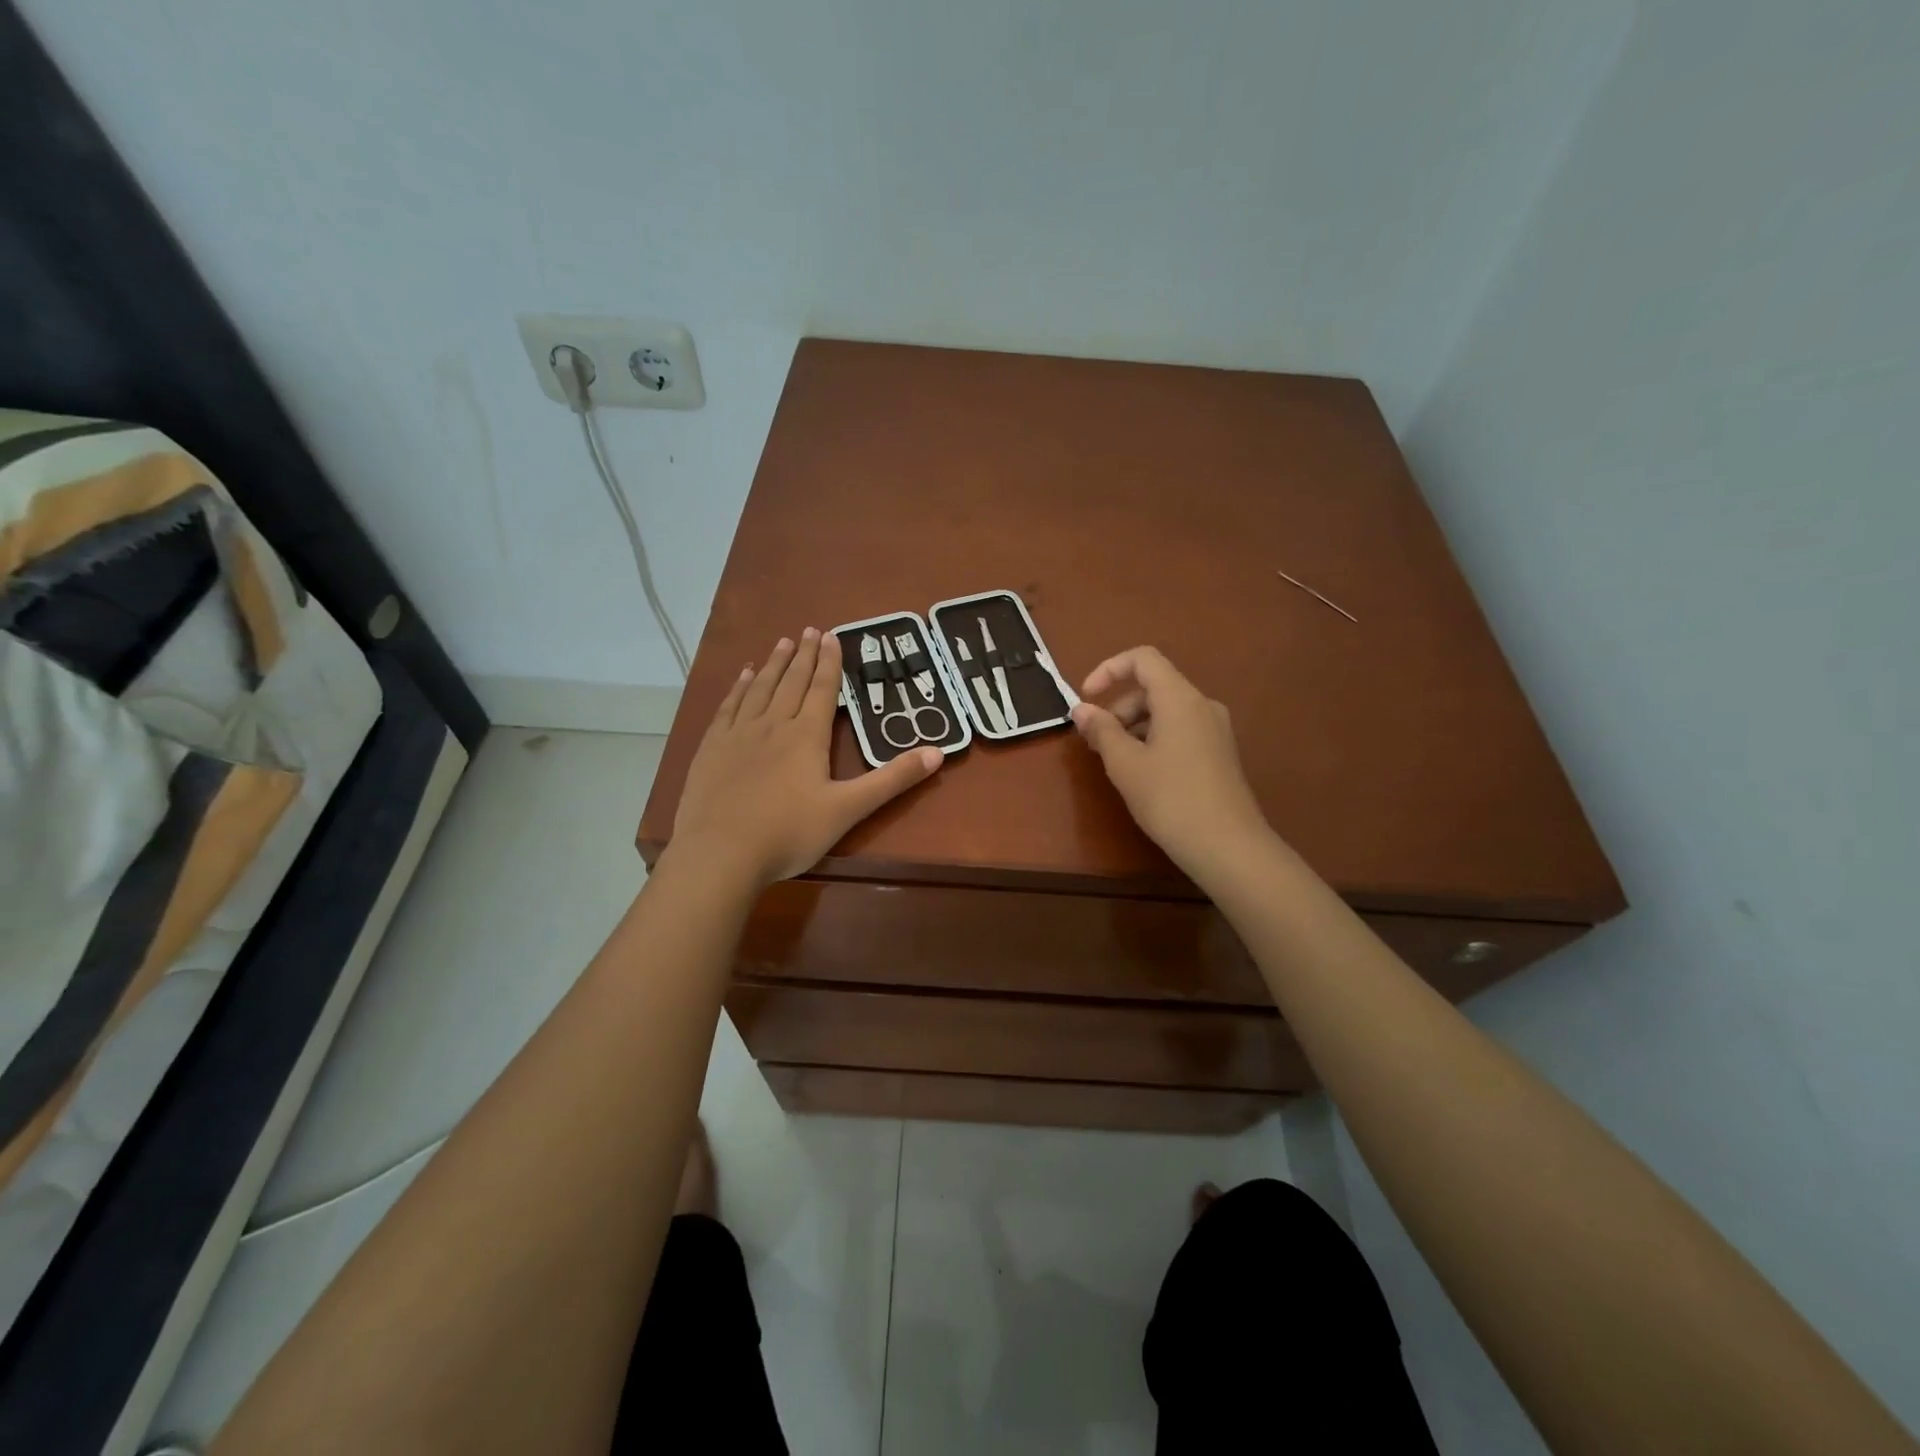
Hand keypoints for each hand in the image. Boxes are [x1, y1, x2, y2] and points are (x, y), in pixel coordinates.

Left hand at [672, 629, 941, 886]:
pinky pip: (728, 707)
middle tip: (809, 629)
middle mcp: (772, 725)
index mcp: (806, 736)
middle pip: (791, 682)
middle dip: (803, 655)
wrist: (721, 854)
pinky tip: (743, 677)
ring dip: (773, 664)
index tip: (831, 635)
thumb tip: (938, 752)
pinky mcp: (712, 748)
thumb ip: (892, 780)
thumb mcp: (849, 809)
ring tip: (781, 642)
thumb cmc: (789, 833)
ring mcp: (738, 734)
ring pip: (760, 689)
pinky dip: (738, 688)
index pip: (821, 690)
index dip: (829, 662)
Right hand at [1071, 646, 1272, 881]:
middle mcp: (1202, 705)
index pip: (1143, 659)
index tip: (1086, 699)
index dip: (1108, 670)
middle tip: (1095, 743)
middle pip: (1153, 687)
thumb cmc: (1171, 799)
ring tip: (1115, 762)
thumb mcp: (1126, 764)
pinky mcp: (1219, 753)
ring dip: (1133, 726)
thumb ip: (1101, 731)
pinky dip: (1154, 739)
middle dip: (1118, 707)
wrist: (1228, 847)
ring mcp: (1215, 730)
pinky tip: (1142, 774)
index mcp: (1180, 698)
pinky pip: (1180, 730)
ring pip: (1166, 711)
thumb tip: (1081, 709)